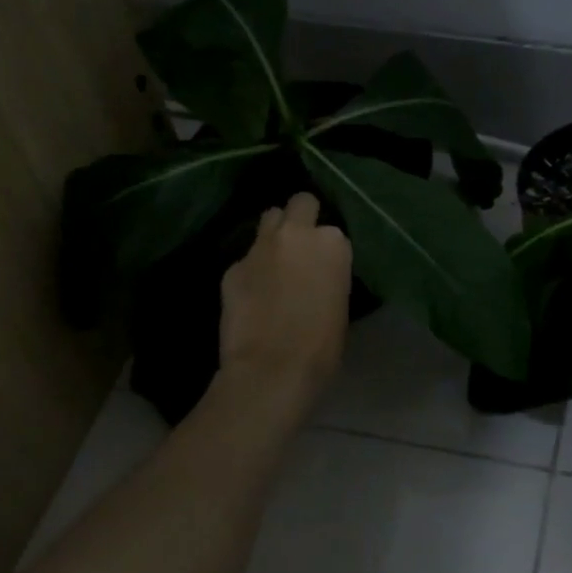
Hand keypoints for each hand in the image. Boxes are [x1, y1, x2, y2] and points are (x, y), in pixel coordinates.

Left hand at [219, 193, 352, 404]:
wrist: (273, 368)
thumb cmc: (322, 347)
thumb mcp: (339, 306)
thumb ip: (328, 277)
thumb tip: (316, 276)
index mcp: (332, 245)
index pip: (332, 231)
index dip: (327, 248)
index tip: (325, 266)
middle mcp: (296, 234)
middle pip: (299, 203)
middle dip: (300, 218)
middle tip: (300, 246)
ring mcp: (260, 247)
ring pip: (268, 219)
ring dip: (274, 234)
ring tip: (275, 263)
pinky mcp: (232, 266)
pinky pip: (245, 258)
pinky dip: (251, 270)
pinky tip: (252, 296)